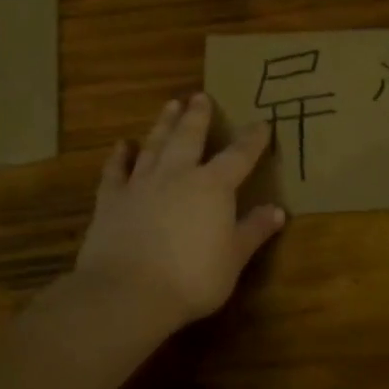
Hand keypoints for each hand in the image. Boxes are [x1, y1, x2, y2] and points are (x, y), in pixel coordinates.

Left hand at [73, 94, 285, 333]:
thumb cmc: (192, 277)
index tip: (262, 124)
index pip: (239, 156)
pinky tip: (122, 145)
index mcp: (213, 186)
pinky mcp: (111, 201)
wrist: (127, 292)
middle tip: (200, 96)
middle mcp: (178, 175)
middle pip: (189, 137)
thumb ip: (253, 230)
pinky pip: (115, 171)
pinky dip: (119, 157)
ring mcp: (141, 185)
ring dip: (163, 124)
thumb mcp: (233, 258)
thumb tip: (277, 210)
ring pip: (154, 146)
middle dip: (198, 116)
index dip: (252, 140)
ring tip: (170, 105)